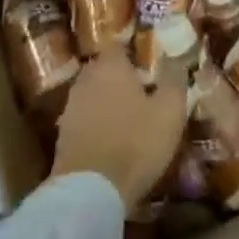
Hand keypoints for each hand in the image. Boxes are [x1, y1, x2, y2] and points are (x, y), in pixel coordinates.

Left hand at [51, 51, 187, 210]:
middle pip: (103, 69)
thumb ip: (174, 79)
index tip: (148, 63)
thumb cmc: (135, 142)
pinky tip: (112, 139)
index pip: (118, 45)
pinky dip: (97, 124)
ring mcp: (70, 108)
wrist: (90, 193)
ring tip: (129, 117)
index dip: (133, 52)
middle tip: (142, 90)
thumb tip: (176, 59)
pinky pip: (85, 120)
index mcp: (110, 66)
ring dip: (107, 101)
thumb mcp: (169, 111)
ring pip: (93, 95)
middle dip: (120, 77)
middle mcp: (86, 80)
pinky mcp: (62, 137)